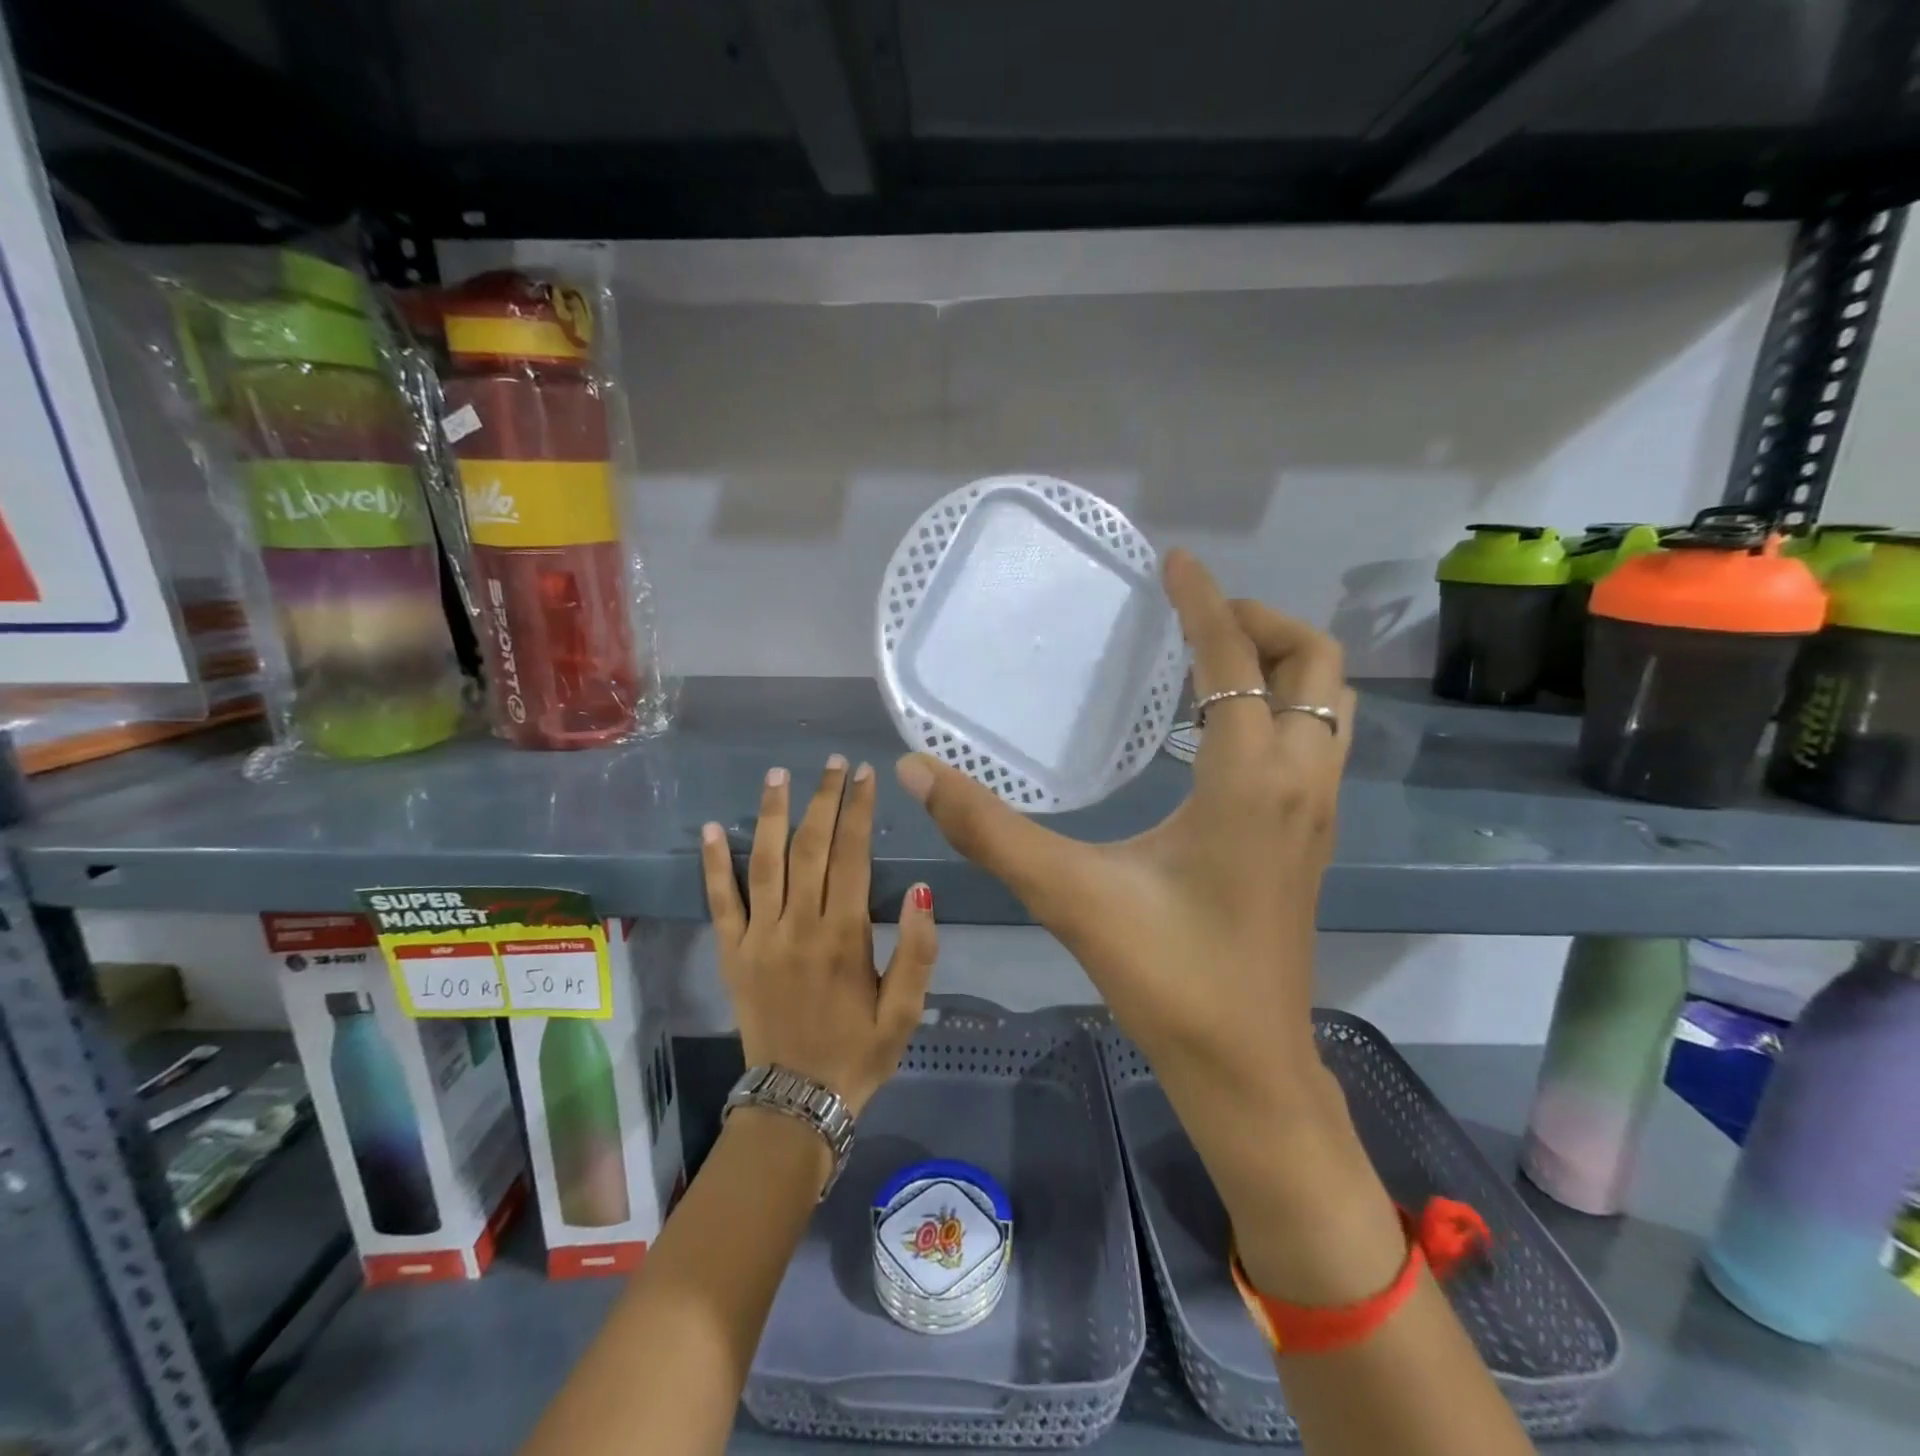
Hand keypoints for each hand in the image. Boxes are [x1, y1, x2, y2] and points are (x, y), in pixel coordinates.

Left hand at [702, 756, 938, 1115]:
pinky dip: (715, 864)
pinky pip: (720, 902)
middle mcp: (799, 926)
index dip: (858, 810)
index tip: (864, 774)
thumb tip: (922, 891)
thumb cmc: (859, 1052)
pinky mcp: (732, 954)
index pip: (852, 855)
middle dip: (823, 799)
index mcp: (844, 936)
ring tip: (779, 775)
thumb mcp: (906, 1010)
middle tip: (833, 763)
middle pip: (810, 847)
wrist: (797, 1101)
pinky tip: (713, 828)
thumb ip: (919, 951)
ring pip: (765, 862)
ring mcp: (759, 938)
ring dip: (772, 814)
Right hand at [896, 549, 1349, 1095]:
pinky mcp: (1313, 839)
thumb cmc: (1166, 977)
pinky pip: (1317, 741)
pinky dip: (1282, 708)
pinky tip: (1220, 735)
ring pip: (1329, 703)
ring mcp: (1318, 811)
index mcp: (1250, 779)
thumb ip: (989, 829)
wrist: (1246, 1066)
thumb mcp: (1068, 893)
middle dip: (1262, 621)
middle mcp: (1300, 781)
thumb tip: (918, 770)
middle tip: (1195, 619)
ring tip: (1210, 662)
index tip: (1174, 561)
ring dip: (1281, 663)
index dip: (1204, 600)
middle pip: (1316, 663)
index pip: (1234, 659)